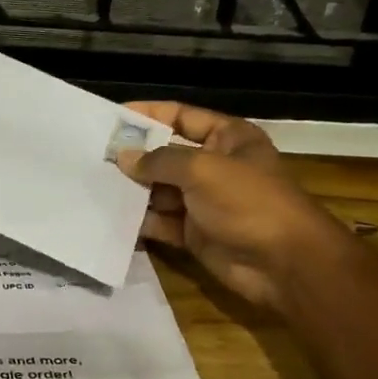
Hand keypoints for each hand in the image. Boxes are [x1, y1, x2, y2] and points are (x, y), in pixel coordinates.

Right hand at [115, 102, 337, 308]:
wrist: (284, 264)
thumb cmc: (248, 202)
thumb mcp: (203, 169)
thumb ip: (159, 160)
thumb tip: (123, 157)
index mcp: (227, 138)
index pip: (181, 116)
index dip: (149, 114)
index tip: (112, 117)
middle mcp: (215, 166)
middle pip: (166, 154)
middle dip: (134, 156)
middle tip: (93, 155)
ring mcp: (205, 202)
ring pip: (160, 190)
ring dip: (132, 190)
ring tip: (93, 185)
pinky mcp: (195, 234)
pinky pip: (162, 223)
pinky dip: (140, 221)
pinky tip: (110, 218)